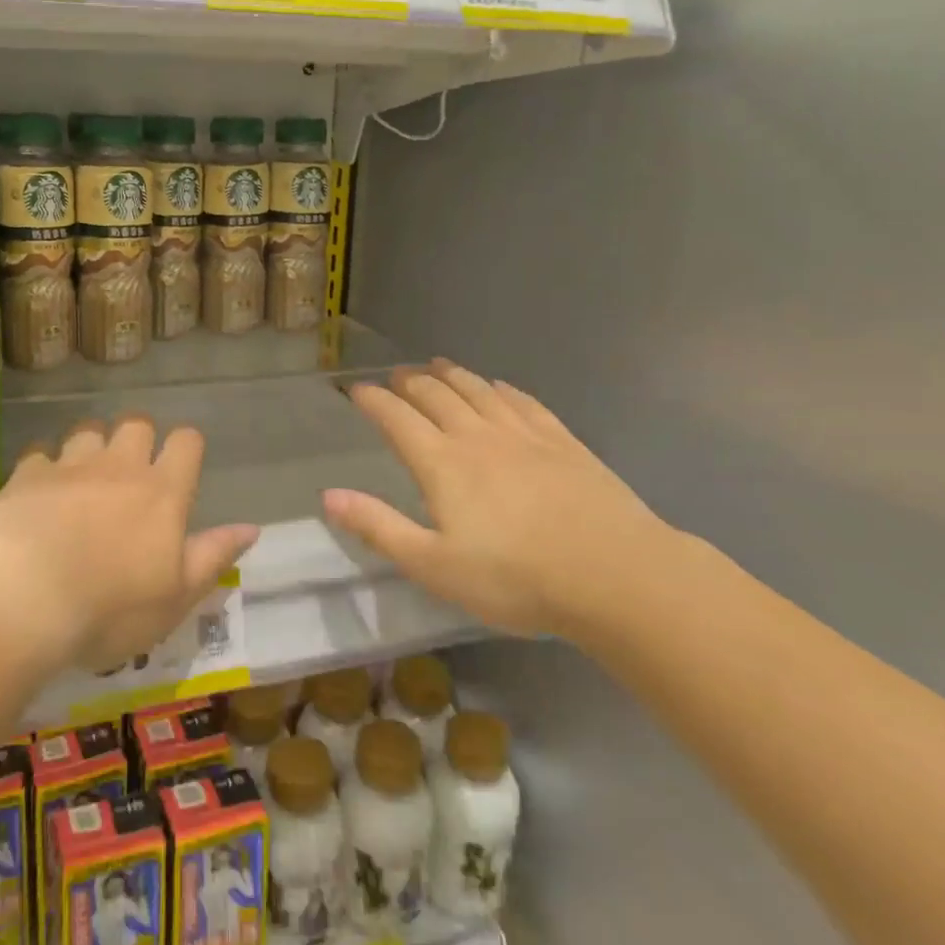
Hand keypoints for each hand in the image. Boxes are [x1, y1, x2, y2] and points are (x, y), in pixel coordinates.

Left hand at [0, 415, 258, 673]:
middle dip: (138, 438)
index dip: (186, 446)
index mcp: (162, 492)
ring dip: (91, 445)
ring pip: (88, 430)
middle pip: (137, 423)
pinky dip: (44, 466)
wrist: (24, 599)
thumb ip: (213, 556)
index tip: (181, 466)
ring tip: (85, 475)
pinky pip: (40, 453)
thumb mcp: (176, 597)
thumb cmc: (111, 608)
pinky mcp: (27, 475)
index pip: (186, 442)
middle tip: (131, 471)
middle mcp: (120, 467)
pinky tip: (39, 490)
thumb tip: (252, 528)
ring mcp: (71, 466)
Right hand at [322, 360, 679, 637]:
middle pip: (436, 395)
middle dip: (410, 382)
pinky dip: (501, 389)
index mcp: (442, 463)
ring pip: (478, 390)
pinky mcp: (562, 441)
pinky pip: (523, 402)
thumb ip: (379, 527)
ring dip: (452, 375)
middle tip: (397, 376)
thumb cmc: (515, 578)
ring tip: (437, 365)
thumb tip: (329, 496)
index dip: (373, 400)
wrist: (615, 575)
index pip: (397, 418)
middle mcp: (477, 436)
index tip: (356, 390)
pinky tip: (498, 387)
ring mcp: (524, 434)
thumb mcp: (434, 565)